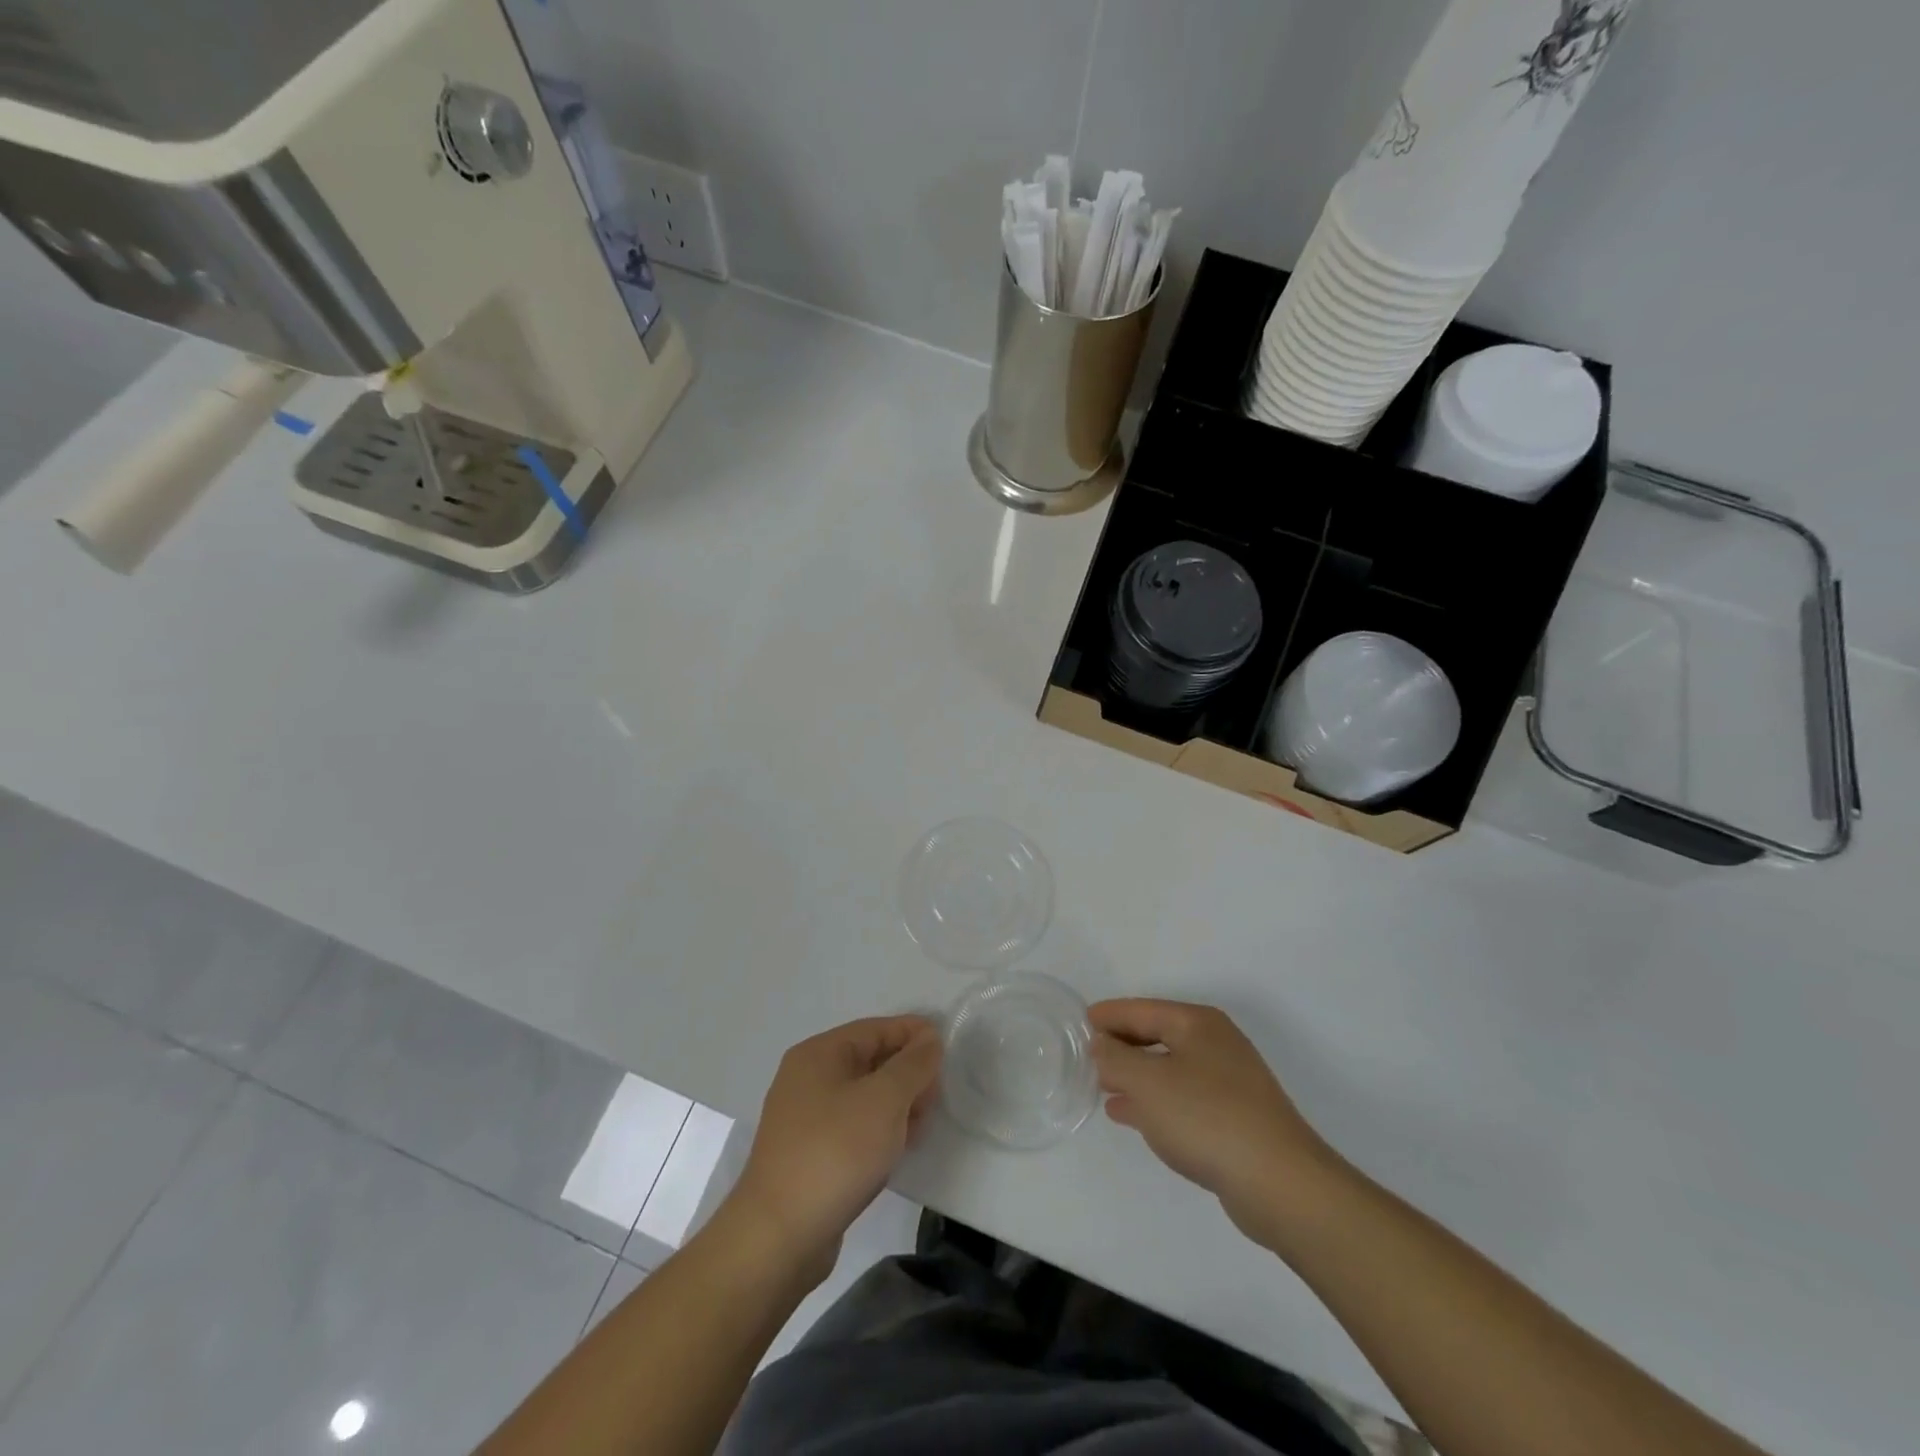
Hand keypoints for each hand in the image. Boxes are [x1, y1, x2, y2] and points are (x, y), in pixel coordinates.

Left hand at [727, 1015, 942, 1282]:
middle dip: (907, 1073)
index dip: (913, 1034)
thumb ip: (913, 1064)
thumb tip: (929, 1039)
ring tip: (922, 1125)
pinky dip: (879, 1131)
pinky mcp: (809, 1154)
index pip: (875, 1029)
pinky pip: (854, 1127)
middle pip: (870, 1060)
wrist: (779, 1236)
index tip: (947, 1048)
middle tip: (936, 1095)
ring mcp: (805, 1118)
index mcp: (819, 1054)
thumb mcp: (884, 1100)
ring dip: (896, 1105)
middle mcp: (807, 1078)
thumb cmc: (835, 1152)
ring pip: (864, 1096)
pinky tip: (898, 1149)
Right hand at [1089, 999, 1341, 1244]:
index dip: (1109, 1015)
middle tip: (1087, 1055)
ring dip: (1135, 1075)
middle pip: (1157, 1035)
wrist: (1280, 1183)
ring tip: (1102, 1086)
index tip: (1080, 1022)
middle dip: (1122, 1045)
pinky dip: (1154, 1101)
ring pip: (1168, 1069)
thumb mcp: (1148, 1082)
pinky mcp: (1234, 1118)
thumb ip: (1115, 1059)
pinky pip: (1181, 1098)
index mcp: (1197, 1024)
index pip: (1142, 1010)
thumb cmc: (1207, 1118)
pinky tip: (1131, 1115)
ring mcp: (1229, 1083)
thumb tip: (1101, 1044)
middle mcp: (1215, 1044)